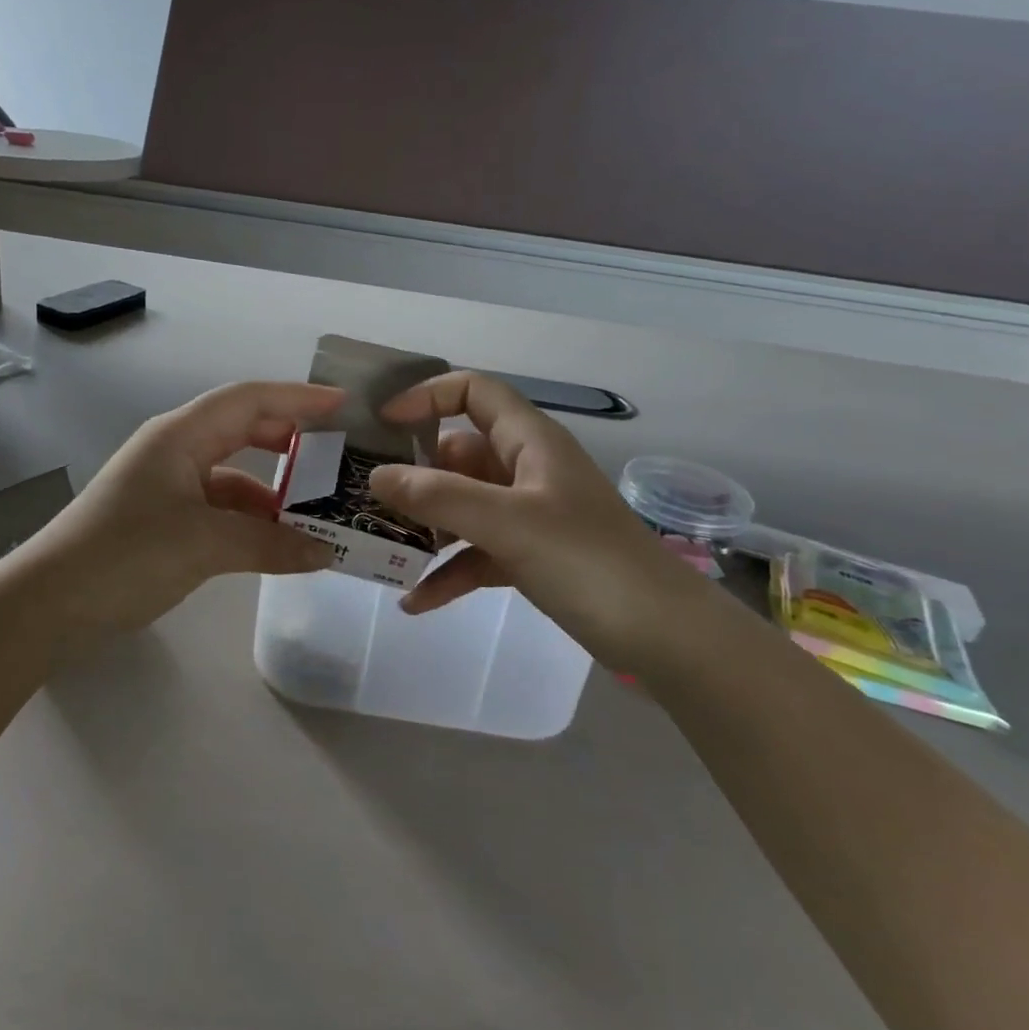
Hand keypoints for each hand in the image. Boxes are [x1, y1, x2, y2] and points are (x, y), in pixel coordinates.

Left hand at [15, 382, 343, 633]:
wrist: (49, 604)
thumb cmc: (125, 555)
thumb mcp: (204, 544)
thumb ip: (270, 544)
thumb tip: (326, 553)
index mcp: (180, 435)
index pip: (249, 400)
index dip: (297, 398)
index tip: (342, 405)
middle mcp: (175, 450)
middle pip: (242, 430)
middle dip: (289, 440)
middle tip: (334, 457)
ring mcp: (167, 485)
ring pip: (233, 474)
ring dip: (272, 491)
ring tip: (316, 513)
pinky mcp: (164, 519)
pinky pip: (219, 507)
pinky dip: (250, 520)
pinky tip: (275, 543)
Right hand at [367, 372, 723, 675]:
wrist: (664, 637)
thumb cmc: (588, 562)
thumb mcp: (508, 523)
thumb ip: (440, 497)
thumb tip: (375, 476)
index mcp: (529, 442)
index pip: (474, 392)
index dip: (427, 397)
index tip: (383, 425)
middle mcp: (526, 470)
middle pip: (458, 455)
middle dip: (413, 476)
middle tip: (365, 499)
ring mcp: (529, 516)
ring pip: (463, 507)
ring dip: (425, 527)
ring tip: (379, 550)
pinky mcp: (531, 556)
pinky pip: (476, 553)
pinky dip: (448, 571)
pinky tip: (414, 601)